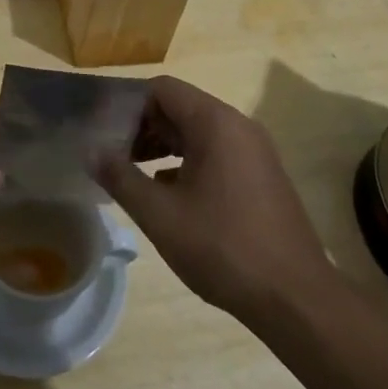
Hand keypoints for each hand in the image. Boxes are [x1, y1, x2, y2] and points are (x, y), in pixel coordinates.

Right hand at [96, 76, 334, 325]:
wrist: (296, 299)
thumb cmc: (223, 247)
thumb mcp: (160, 214)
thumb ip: (120, 177)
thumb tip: (91, 151)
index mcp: (215, 122)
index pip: (162, 89)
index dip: (128, 105)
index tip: (104, 132)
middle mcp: (238, 125)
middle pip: (180, 108)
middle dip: (143, 127)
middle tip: (113, 156)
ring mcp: (255, 151)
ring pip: (198, 132)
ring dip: (163, 146)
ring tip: (133, 174)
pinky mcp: (262, 176)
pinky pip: (217, 153)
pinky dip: (187, 163)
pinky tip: (168, 195)